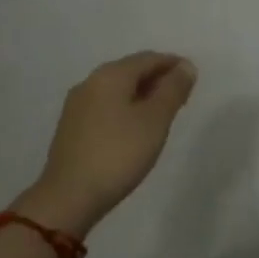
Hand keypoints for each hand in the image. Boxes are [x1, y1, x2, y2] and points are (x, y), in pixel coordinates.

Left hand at [19, 52, 197, 237]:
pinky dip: (124, 109)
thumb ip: (173, 89)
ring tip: (160, 115)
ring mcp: (77, 105)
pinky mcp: (70, 128)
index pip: (149, 58)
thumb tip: (186, 66)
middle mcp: (91, 81)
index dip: (173, 65)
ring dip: (141, 95)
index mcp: (111, 74)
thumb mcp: (155, 120)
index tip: (191, 79)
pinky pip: (105, 106)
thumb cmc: (118, 154)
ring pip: (117, 89)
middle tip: (179, 98)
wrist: (67, 199)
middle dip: (157, 79)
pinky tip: (132, 129)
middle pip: (131, 71)